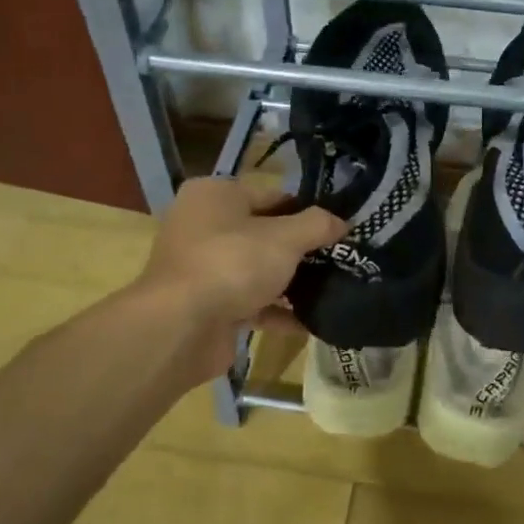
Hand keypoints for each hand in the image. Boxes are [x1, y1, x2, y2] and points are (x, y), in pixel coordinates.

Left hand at [132, 175, 342, 382]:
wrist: (180, 328)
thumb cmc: (232, 264)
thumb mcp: (285, 237)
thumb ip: (317, 225)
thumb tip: (343, 222)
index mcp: (215, 195)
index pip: (272, 195)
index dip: (307, 211)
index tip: (338, 229)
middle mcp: (203, 226)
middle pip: (264, 233)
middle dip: (301, 249)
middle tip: (340, 259)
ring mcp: (203, 268)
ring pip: (257, 269)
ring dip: (291, 282)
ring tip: (333, 289)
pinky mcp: (207, 305)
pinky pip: (251, 303)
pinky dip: (277, 311)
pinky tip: (311, 321)